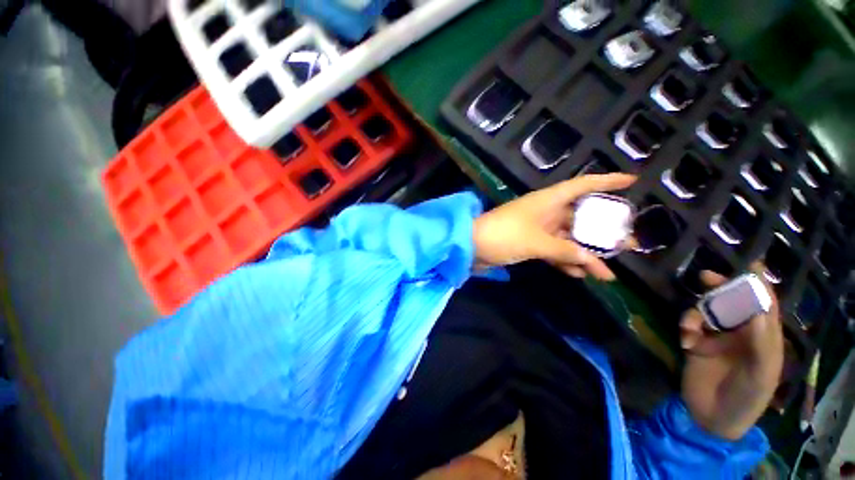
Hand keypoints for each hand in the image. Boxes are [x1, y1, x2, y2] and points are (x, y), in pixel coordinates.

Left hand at [472, 173, 636, 280]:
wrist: (471, 246)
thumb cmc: (503, 235)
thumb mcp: (536, 242)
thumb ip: (564, 250)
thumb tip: (590, 259)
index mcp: (548, 200)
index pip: (583, 185)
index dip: (607, 181)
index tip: (633, 182)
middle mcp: (545, 212)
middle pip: (581, 218)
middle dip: (604, 231)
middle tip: (629, 244)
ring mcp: (537, 229)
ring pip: (568, 239)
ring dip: (586, 254)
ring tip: (609, 271)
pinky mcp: (529, 243)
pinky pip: (553, 251)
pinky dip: (565, 261)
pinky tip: (580, 274)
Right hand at [679, 264, 783, 439]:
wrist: (713, 418)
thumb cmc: (747, 398)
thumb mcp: (761, 374)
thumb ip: (762, 342)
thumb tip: (758, 309)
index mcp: (762, 338)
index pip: (763, 306)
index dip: (758, 286)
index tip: (749, 266)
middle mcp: (740, 333)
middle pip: (732, 303)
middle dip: (720, 288)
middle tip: (705, 277)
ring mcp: (716, 338)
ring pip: (706, 311)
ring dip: (696, 313)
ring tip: (690, 328)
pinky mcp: (695, 343)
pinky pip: (689, 325)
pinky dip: (685, 328)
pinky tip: (685, 340)